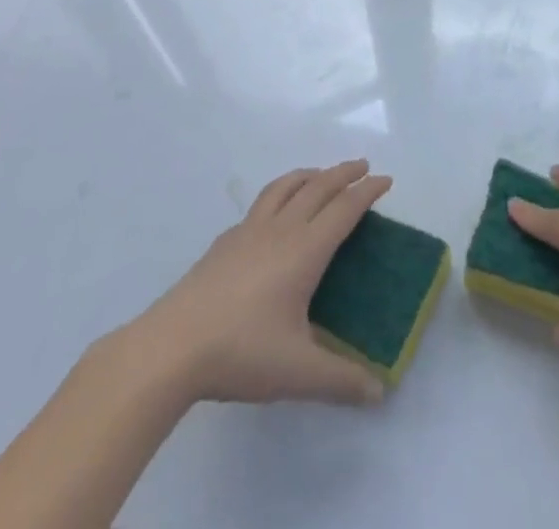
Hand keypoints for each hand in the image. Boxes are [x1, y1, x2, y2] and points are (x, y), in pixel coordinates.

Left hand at [121, 160, 391, 406]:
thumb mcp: (298, 373)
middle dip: (344, 173)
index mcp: (305, 250)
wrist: (172, 346)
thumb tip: (379, 392)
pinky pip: (260, 204)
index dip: (367, 192)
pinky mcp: (224, 242)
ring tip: (321, 174)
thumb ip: (341, 380)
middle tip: (363, 166)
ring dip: (309, 174)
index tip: (386, 180)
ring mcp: (248, 231)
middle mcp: (281, 229)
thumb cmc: (241, 352)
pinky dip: (279, 195)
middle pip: (318, 187)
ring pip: (285, 186)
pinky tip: (274, 214)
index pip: (344, 208)